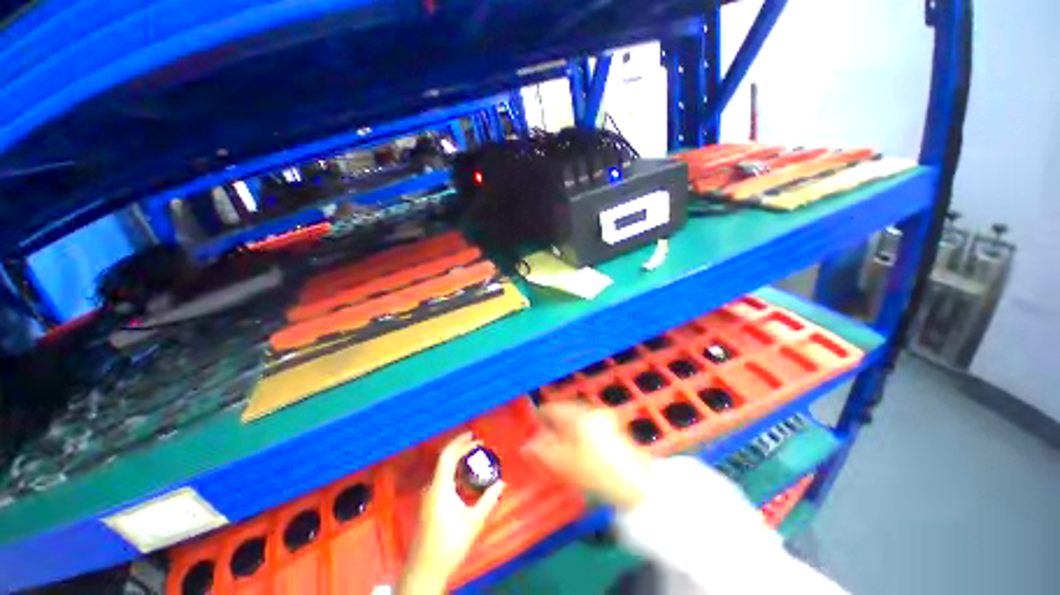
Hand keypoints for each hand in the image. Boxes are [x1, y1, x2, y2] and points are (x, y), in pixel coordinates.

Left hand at [400, 433, 504, 594]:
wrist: (425, 569)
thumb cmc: (449, 544)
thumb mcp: (473, 522)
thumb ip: (488, 500)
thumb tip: (501, 483)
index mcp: (440, 488)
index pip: (448, 456)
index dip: (462, 444)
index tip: (478, 440)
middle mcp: (432, 487)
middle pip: (445, 459)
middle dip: (460, 447)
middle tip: (477, 441)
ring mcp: (429, 495)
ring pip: (444, 469)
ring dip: (458, 459)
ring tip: (475, 456)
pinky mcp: (430, 503)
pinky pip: (443, 479)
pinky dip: (455, 471)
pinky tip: (467, 478)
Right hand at [525, 402, 650, 509]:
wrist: (638, 484)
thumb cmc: (598, 473)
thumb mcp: (565, 464)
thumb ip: (542, 451)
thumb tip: (526, 444)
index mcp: (577, 414)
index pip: (550, 408)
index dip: (538, 418)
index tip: (531, 430)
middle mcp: (590, 409)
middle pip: (563, 410)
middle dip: (552, 423)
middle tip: (544, 440)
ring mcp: (603, 416)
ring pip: (576, 416)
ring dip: (565, 426)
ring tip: (560, 445)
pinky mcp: (612, 425)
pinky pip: (587, 422)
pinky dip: (579, 430)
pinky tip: (579, 447)